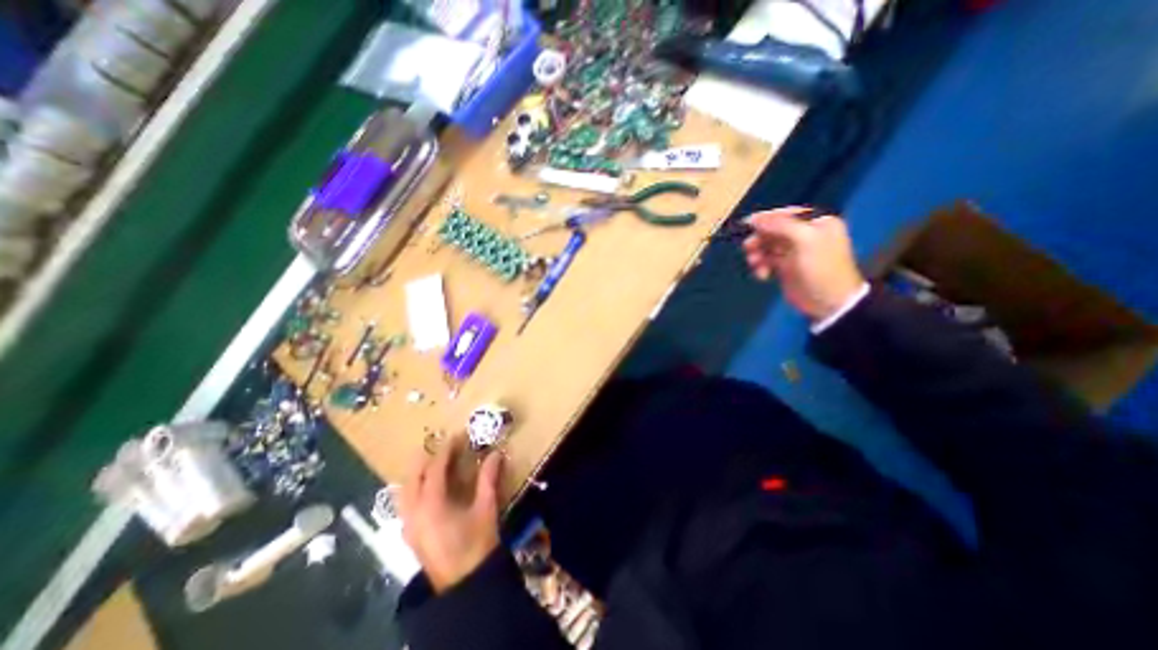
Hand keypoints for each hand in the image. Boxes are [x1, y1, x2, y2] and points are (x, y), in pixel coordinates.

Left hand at [402, 436, 503, 594]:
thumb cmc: (477, 543)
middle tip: (445, 447)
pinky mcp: (410, 534)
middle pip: (412, 476)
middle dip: (427, 458)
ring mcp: (408, 525)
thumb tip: (496, 453)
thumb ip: (489, 478)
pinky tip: (429, 487)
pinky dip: (415, 488)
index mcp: (432, 504)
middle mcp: (414, 512)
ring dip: (418, 472)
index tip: (458, 436)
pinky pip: (405, 503)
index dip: (446, 449)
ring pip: (405, 490)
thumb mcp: (486, 508)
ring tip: (435, 463)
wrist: (464, 585)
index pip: (434, 468)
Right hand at [746, 205, 862, 321]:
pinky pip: (766, 260)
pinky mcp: (784, 266)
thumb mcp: (806, 240)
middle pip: (773, 230)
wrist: (829, 303)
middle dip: (759, 239)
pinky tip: (762, 275)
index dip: (766, 218)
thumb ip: (781, 226)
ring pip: (766, 245)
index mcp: (816, 222)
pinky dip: (761, 266)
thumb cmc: (821, 268)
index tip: (747, 224)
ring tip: (755, 264)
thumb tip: (755, 218)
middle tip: (749, 248)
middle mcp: (805, 234)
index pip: (786, 214)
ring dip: (757, 253)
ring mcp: (794, 251)